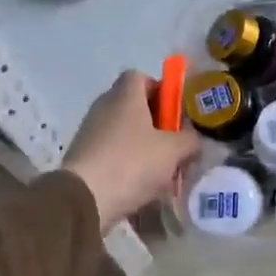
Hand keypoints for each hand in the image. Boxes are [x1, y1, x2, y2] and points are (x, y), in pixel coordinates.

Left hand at [62, 71, 201, 232]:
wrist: (83, 200)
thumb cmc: (132, 163)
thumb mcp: (174, 151)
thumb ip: (190, 140)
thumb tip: (192, 140)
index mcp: (125, 96)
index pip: (140, 76)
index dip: (160, 89)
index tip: (174, 112)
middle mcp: (104, 107)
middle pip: (133, 105)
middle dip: (156, 123)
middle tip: (174, 143)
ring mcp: (90, 132)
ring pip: (124, 131)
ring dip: (143, 146)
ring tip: (161, 170)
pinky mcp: (83, 156)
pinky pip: (112, 152)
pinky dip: (127, 163)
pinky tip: (140, 184)